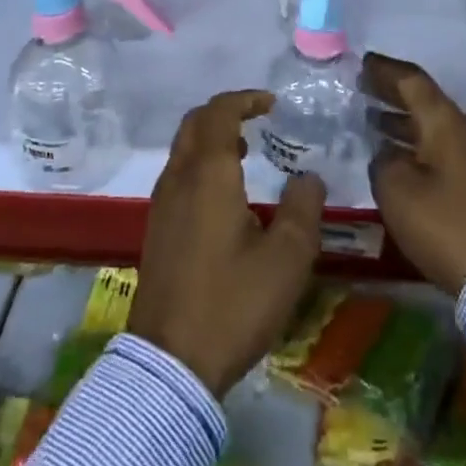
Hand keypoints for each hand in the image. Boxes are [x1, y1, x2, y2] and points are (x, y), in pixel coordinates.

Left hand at [128, 90, 324, 395]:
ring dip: (212, 139)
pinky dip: (201, 164)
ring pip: (183, 149)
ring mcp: (162, 205)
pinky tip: (225, 196)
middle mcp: (178, 178)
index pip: (219, 112)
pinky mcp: (156, 231)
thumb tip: (308, 178)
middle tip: (257, 120)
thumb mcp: (286, 259)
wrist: (170, 366)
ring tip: (246, 152)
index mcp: (208, 173)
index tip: (272, 104)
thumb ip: (303, 209)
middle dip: (225, 112)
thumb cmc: (232, 304)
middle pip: (194, 123)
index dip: (245, 99)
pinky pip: (178, 175)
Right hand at [362, 53, 465, 294]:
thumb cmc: (446, 224)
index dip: (385, 70)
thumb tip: (387, 154)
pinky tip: (396, 157)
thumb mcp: (397, 190)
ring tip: (370, 120)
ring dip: (402, 121)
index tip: (362, 62)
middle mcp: (463, 128)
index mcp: (445, 121)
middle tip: (361, 87)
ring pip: (432, 126)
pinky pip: (440, 147)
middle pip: (424, 100)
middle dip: (392, 93)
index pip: (412, 80)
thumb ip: (384, 161)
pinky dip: (415, 143)